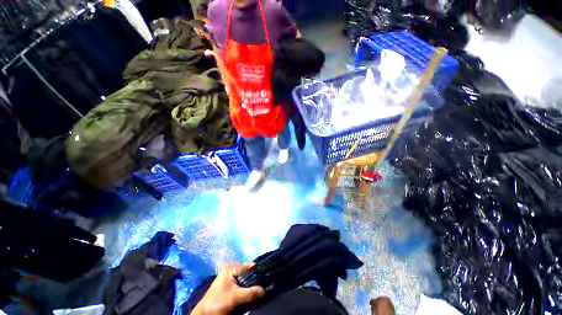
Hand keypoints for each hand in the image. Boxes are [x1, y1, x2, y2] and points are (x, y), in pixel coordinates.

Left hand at [191, 263, 264, 314]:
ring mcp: (230, 278)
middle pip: (248, 273)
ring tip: (260, 291)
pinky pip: (242, 286)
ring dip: (251, 286)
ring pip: (246, 280)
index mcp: (231, 268)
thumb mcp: (235, 298)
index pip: (249, 266)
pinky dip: (247, 290)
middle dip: (255, 280)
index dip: (258, 272)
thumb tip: (265, 290)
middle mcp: (231, 270)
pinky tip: (252, 294)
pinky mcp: (230, 287)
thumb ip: (250, 293)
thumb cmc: (218, 303)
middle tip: (264, 287)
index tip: (267, 279)